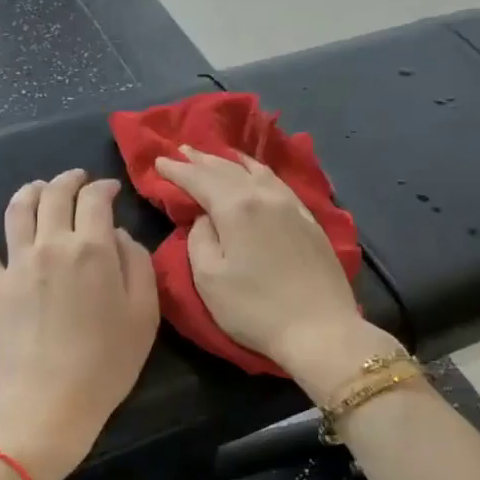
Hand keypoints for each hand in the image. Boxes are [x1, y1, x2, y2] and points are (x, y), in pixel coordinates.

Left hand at [0, 168, 160, 479]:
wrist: (48, 401)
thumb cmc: (106, 363)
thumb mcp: (144, 314)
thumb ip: (137, 264)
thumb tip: (117, 235)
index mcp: (91, 248)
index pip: (95, 199)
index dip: (104, 187)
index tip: (111, 189)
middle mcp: (50, 244)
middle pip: (54, 195)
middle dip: (68, 180)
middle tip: (78, 179)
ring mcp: (16, 264)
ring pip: (17, 210)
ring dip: (29, 191)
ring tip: (38, 187)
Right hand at [153, 146, 396, 395]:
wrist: (320, 329)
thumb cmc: (255, 309)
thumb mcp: (209, 278)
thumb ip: (199, 239)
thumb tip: (204, 218)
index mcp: (236, 207)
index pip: (199, 179)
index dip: (177, 170)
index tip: (159, 161)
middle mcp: (265, 196)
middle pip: (227, 169)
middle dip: (201, 159)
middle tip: (181, 150)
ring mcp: (292, 205)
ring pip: (256, 171)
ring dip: (231, 160)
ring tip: (215, 154)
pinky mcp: (310, 219)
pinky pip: (277, 182)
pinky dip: (258, 171)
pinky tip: (256, 173)